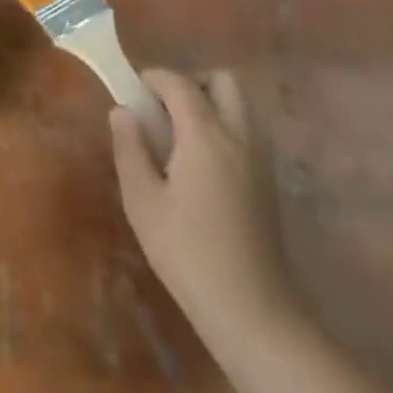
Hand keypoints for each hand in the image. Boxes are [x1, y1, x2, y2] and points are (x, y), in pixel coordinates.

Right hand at [110, 69, 296, 343]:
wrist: (252, 314)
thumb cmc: (189, 254)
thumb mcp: (143, 202)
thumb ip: (130, 149)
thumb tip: (123, 111)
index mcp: (206, 136)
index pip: (180, 84)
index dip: (155, 78)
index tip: (134, 90)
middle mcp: (239, 137)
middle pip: (224, 81)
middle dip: (193, 81)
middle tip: (166, 108)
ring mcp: (260, 159)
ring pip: (242, 104)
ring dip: (213, 102)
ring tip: (182, 134)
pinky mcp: (269, 183)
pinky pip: (249, 131)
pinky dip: (226, 127)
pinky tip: (203, 163)